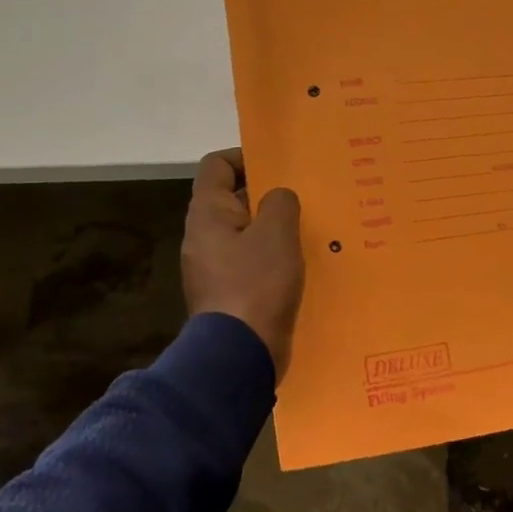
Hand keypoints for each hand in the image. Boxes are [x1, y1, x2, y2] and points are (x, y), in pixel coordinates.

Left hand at [182, 149, 305, 377]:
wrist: (239, 354)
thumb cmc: (256, 284)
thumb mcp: (277, 233)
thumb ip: (280, 203)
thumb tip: (277, 198)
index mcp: (207, 215)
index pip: (216, 166)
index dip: (245, 157)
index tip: (279, 165)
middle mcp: (203, 237)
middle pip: (232, 200)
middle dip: (266, 195)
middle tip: (303, 197)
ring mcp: (213, 268)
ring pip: (245, 234)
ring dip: (273, 229)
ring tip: (308, 230)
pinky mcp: (229, 294)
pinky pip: (250, 264)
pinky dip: (272, 259)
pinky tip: (299, 265)